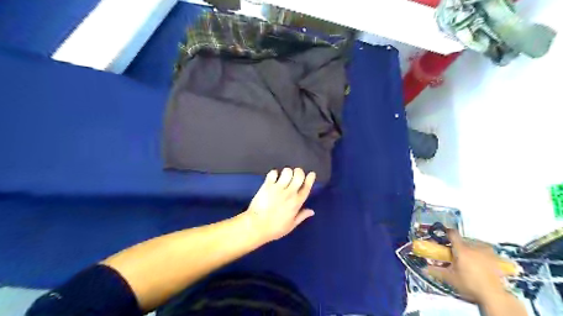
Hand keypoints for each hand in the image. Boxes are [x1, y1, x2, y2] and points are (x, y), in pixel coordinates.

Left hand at [245, 168, 315, 241]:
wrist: (256, 226)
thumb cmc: (275, 228)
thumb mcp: (291, 225)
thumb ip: (302, 216)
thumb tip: (311, 211)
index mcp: (297, 202)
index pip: (307, 186)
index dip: (310, 178)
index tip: (311, 174)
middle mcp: (289, 193)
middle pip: (299, 175)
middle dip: (299, 172)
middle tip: (296, 174)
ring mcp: (278, 188)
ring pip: (287, 172)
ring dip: (287, 172)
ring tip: (284, 176)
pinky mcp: (267, 186)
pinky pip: (273, 173)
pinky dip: (274, 173)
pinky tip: (273, 178)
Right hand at [427, 230, 505, 303]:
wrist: (493, 295)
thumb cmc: (469, 284)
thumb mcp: (449, 278)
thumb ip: (435, 271)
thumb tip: (423, 268)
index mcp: (461, 249)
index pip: (452, 233)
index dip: (446, 232)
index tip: (443, 236)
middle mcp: (474, 246)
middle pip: (463, 240)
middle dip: (457, 245)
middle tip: (455, 254)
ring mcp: (487, 251)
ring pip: (475, 244)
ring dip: (469, 248)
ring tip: (468, 259)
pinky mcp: (496, 258)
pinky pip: (485, 250)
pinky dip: (481, 253)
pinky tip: (481, 262)